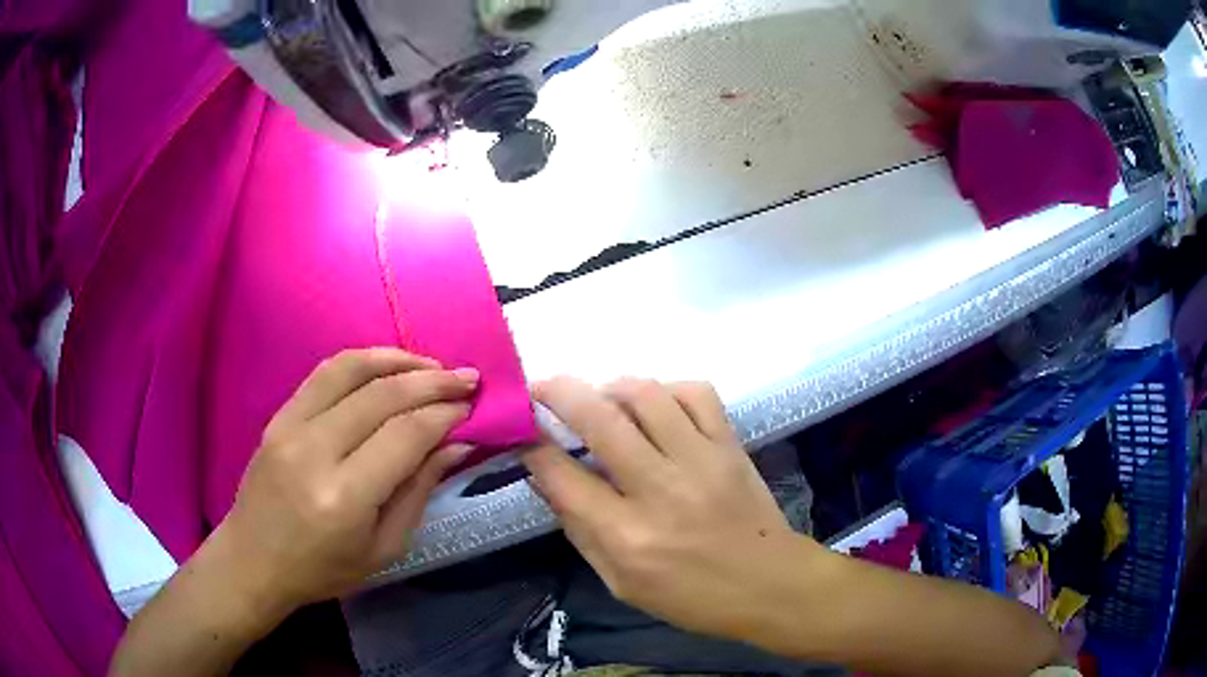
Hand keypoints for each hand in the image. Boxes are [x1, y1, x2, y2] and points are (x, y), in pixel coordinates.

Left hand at [213, 348, 477, 613]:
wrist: (254, 560)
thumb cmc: (323, 569)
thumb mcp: (384, 548)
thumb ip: (419, 491)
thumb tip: (456, 444)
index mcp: (344, 497)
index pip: (405, 435)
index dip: (444, 414)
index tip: (472, 406)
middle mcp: (315, 451)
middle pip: (382, 396)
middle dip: (433, 381)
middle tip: (468, 378)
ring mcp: (290, 426)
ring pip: (351, 370)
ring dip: (398, 360)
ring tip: (432, 365)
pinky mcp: (278, 416)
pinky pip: (325, 373)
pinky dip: (363, 362)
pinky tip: (388, 367)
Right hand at [521, 377, 821, 640]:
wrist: (769, 584)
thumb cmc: (691, 597)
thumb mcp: (621, 583)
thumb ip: (580, 531)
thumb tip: (546, 480)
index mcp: (627, 536)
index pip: (563, 475)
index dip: (533, 446)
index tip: (521, 430)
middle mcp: (660, 490)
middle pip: (600, 421)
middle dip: (558, 393)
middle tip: (539, 387)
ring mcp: (701, 461)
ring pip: (647, 395)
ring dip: (611, 386)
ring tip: (600, 397)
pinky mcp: (730, 446)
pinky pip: (697, 394)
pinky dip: (667, 389)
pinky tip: (656, 404)